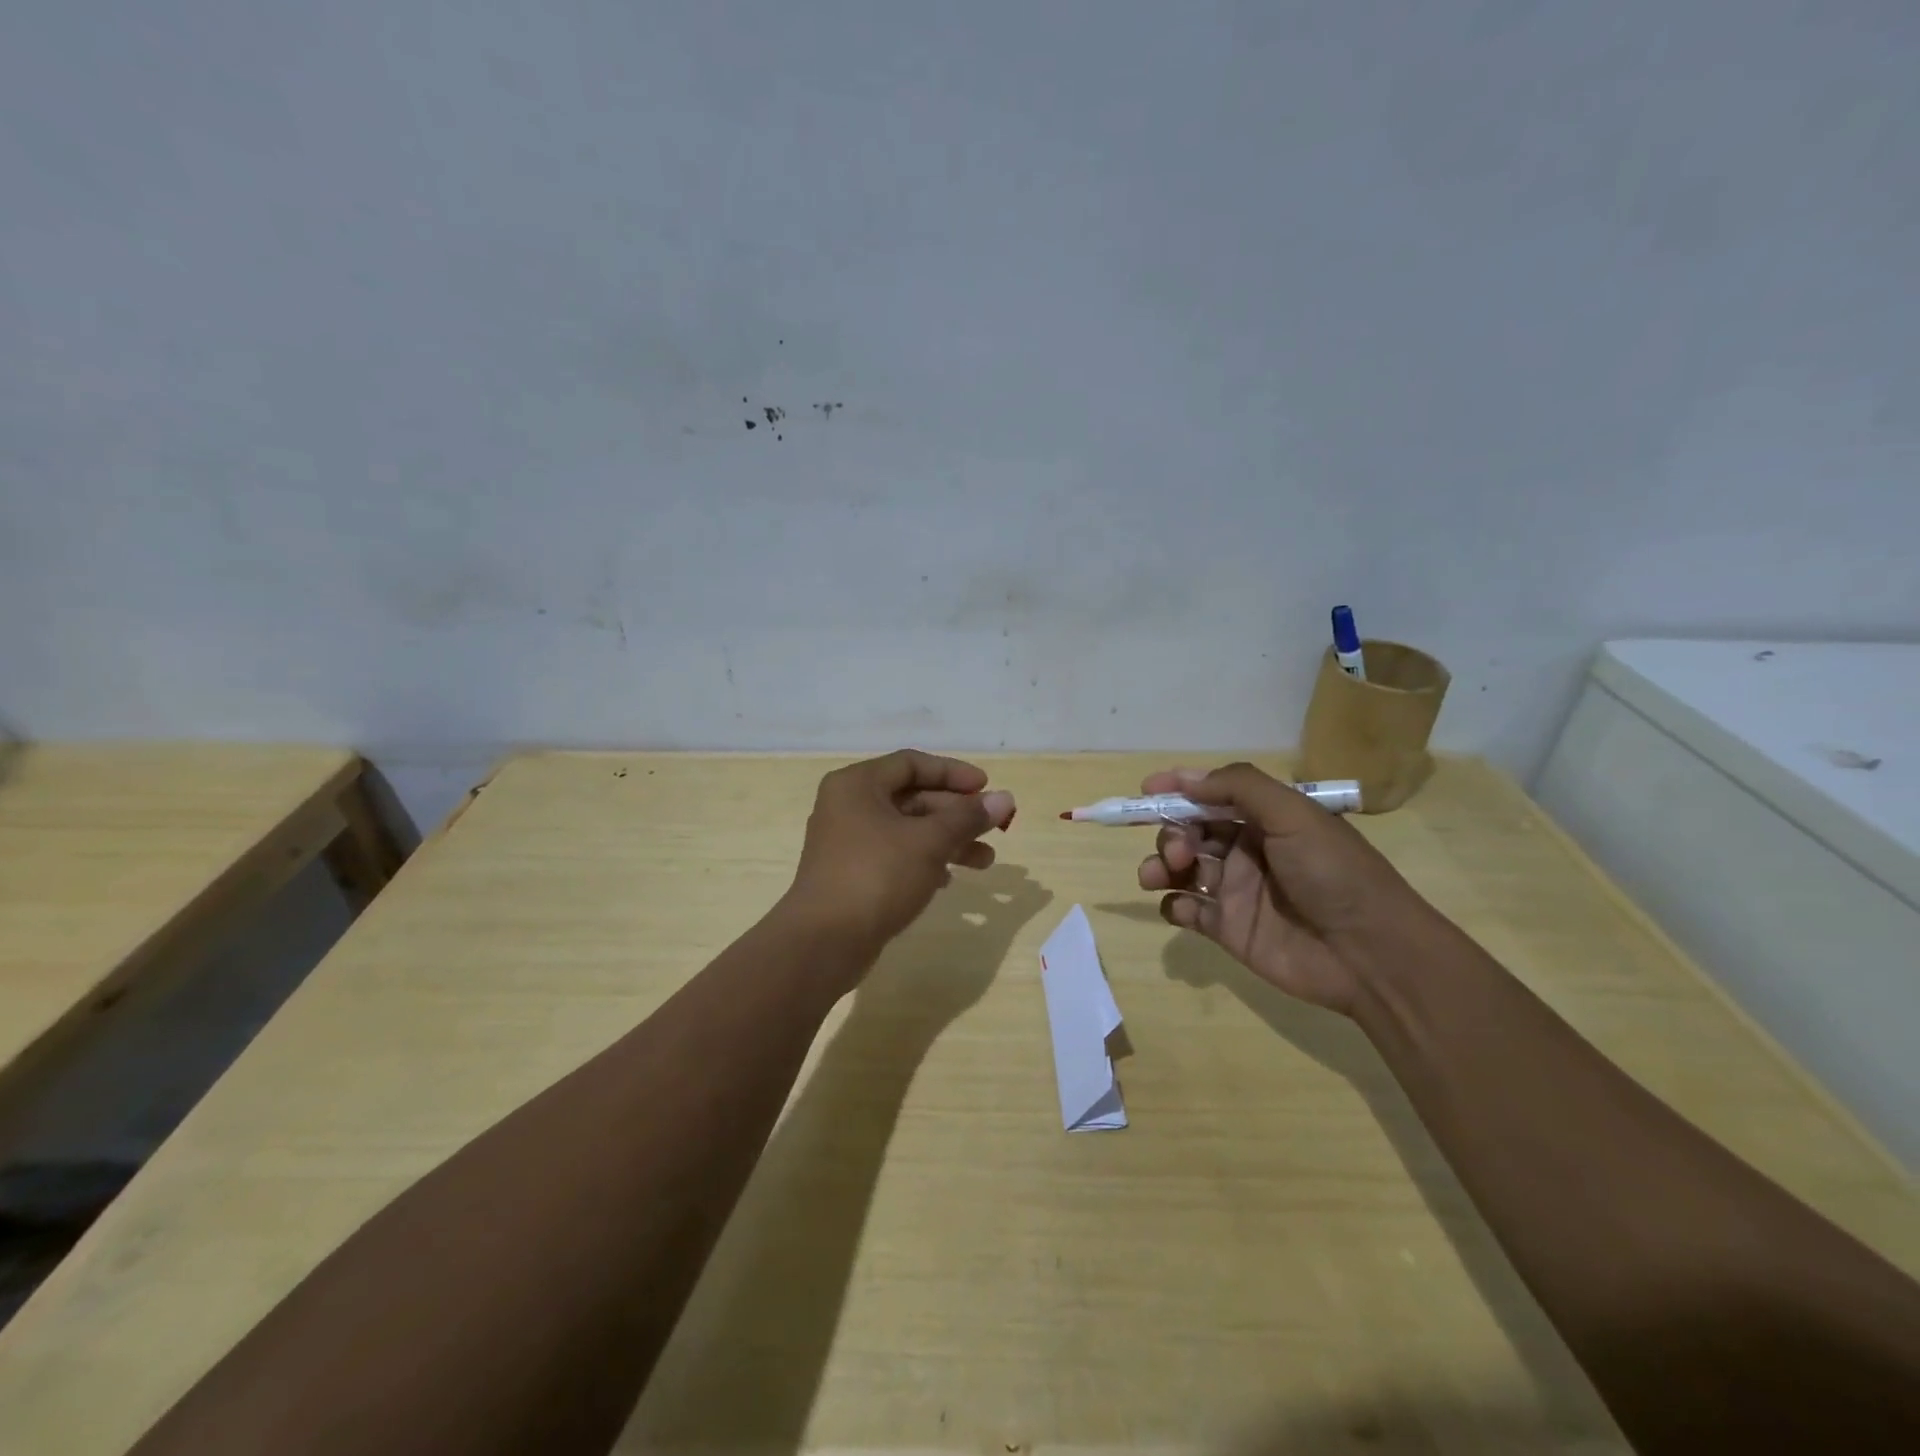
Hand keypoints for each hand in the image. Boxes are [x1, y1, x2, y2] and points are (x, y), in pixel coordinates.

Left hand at [785, 749, 1015, 959]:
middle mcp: (848, 806)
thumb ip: (967, 817)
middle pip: (911, 797)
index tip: (986, 787)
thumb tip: (1006, 799)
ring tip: (985, 861)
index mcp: (858, 785)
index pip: (912, 764)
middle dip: (955, 813)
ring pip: (907, 830)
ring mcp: (848, 842)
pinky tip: (949, 881)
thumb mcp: (929, 842)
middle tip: (993, 828)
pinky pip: (895, 856)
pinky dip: (924, 862)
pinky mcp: (852, 874)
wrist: (824, 943)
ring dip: (947, 841)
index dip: (953, 773)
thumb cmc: (877, 876)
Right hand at [1135, 763, 1443, 1015]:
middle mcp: (1246, 851)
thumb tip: (1187, 780)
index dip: (1179, 790)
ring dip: (1161, 865)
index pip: (1212, 796)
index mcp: (1265, 820)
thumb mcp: (1294, 814)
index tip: (1146, 792)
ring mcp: (1235, 891)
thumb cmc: (1333, 873)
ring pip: (1181, 868)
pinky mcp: (1227, 929)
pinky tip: (1181, 907)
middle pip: (1191, 831)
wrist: (1369, 953)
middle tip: (1180, 851)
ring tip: (1159, 875)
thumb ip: (1239, 787)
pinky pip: (1185, 911)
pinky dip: (1172, 904)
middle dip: (1172, 832)